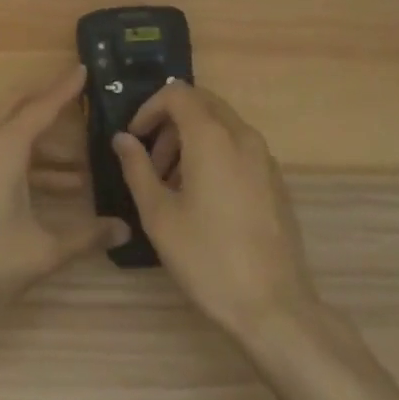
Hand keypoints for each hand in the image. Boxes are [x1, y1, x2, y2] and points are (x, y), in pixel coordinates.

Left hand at [0, 65, 128, 339]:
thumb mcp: (43, 251)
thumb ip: (86, 236)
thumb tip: (125, 229)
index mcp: (5, 146)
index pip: (43, 106)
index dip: (66, 88)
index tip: (84, 68)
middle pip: (21, 108)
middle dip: (50, 101)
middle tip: (81, 98)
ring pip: (11, 133)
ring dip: (43, 140)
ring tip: (83, 160)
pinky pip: (1, 152)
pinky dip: (29, 160)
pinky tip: (58, 187)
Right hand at [113, 81, 318, 343]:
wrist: (273, 306)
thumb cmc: (207, 258)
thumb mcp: (158, 215)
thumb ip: (137, 168)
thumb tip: (123, 139)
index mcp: (212, 136)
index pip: (177, 93)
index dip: (149, 108)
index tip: (134, 139)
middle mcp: (242, 135)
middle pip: (201, 103)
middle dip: (170, 122)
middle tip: (151, 161)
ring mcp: (264, 157)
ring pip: (221, 124)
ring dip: (191, 139)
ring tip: (172, 184)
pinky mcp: (275, 180)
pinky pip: (239, 147)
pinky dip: (215, 153)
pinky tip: (203, 198)